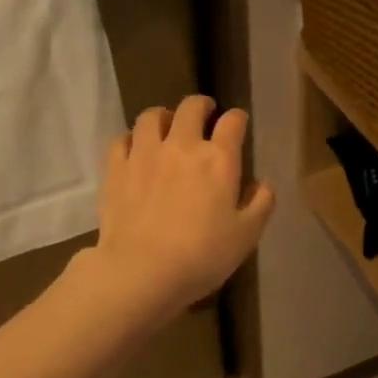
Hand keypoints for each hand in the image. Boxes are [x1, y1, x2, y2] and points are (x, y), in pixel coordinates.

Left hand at [86, 96, 274, 325]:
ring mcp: (144, 154)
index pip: (232, 122)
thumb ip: (260, 204)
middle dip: (201, 106)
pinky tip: (135, 149)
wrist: (142, 271)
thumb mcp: (246, 236)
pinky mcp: (116, 169)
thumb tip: (262, 184)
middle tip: (204, 113)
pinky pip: (121, 140)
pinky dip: (131, 139)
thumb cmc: (202, 256)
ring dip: (163, 116)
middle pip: (191, 108)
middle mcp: (182, 146)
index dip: (237, 118)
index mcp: (218, 159)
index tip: (237, 123)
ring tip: (166, 125)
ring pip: (151, 116)